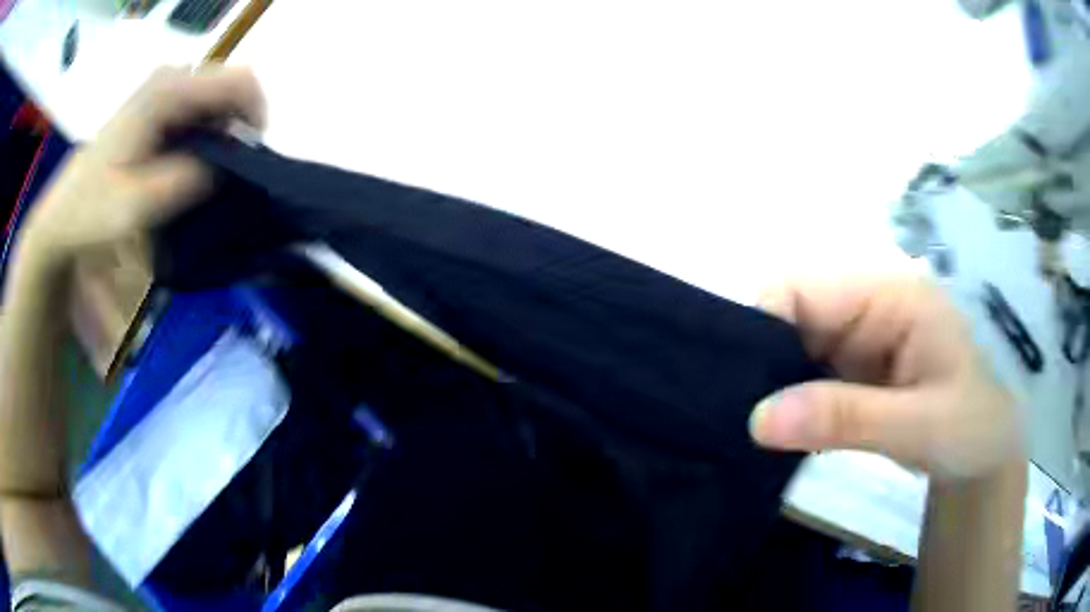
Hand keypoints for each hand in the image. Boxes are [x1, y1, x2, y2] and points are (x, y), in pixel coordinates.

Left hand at [19, 65, 264, 265]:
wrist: (62, 216)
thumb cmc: (91, 211)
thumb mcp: (133, 207)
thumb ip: (181, 182)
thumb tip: (224, 169)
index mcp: (167, 92)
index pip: (239, 82)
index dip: (255, 119)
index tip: (248, 164)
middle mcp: (170, 79)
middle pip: (230, 89)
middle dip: (237, 130)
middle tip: (222, 178)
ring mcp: (164, 90)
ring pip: (217, 102)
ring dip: (220, 137)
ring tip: (202, 177)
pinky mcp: (158, 105)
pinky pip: (199, 111)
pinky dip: (205, 138)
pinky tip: (188, 167)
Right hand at [749, 276, 1023, 479]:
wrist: (984, 454)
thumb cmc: (970, 426)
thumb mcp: (919, 425)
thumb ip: (846, 419)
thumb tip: (756, 419)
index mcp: (888, 293)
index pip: (802, 286)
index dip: (761, 325)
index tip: (736, 388)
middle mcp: (865, 303)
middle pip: (788, 313)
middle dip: (758, 361)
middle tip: (734, 419)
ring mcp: (856, 336)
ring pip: (788, 346)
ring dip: (767, 386)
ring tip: (746, 432)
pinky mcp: (850, 368)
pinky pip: (801, 375)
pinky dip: (783, 403)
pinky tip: (773, 433)